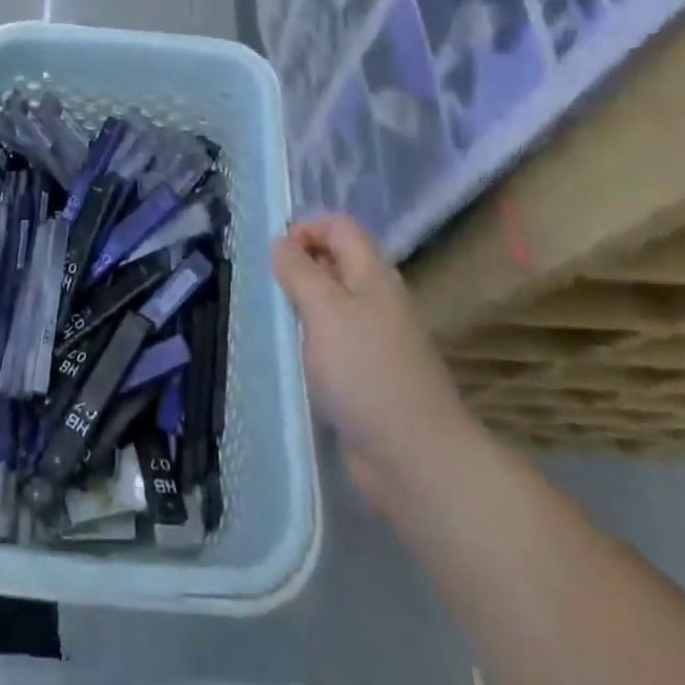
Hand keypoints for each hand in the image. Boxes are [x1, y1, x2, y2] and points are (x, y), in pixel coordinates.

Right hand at [271, 215, 472, 521]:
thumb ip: (299, 271)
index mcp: (373, 273)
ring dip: (303, 305)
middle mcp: (378, 298)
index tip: (275, 256)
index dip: (306, 229)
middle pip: (337, 261)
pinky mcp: (369, 374)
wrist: (414, 457)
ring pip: (333, 303)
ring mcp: (376, 338)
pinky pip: (335, 340)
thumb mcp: (323, 309)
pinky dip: (312, 340)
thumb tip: (282, 242)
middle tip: (270, 288)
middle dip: (301, 266)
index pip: (340, 227)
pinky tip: (294, 356)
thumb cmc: (365, 370)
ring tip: (276, 320)